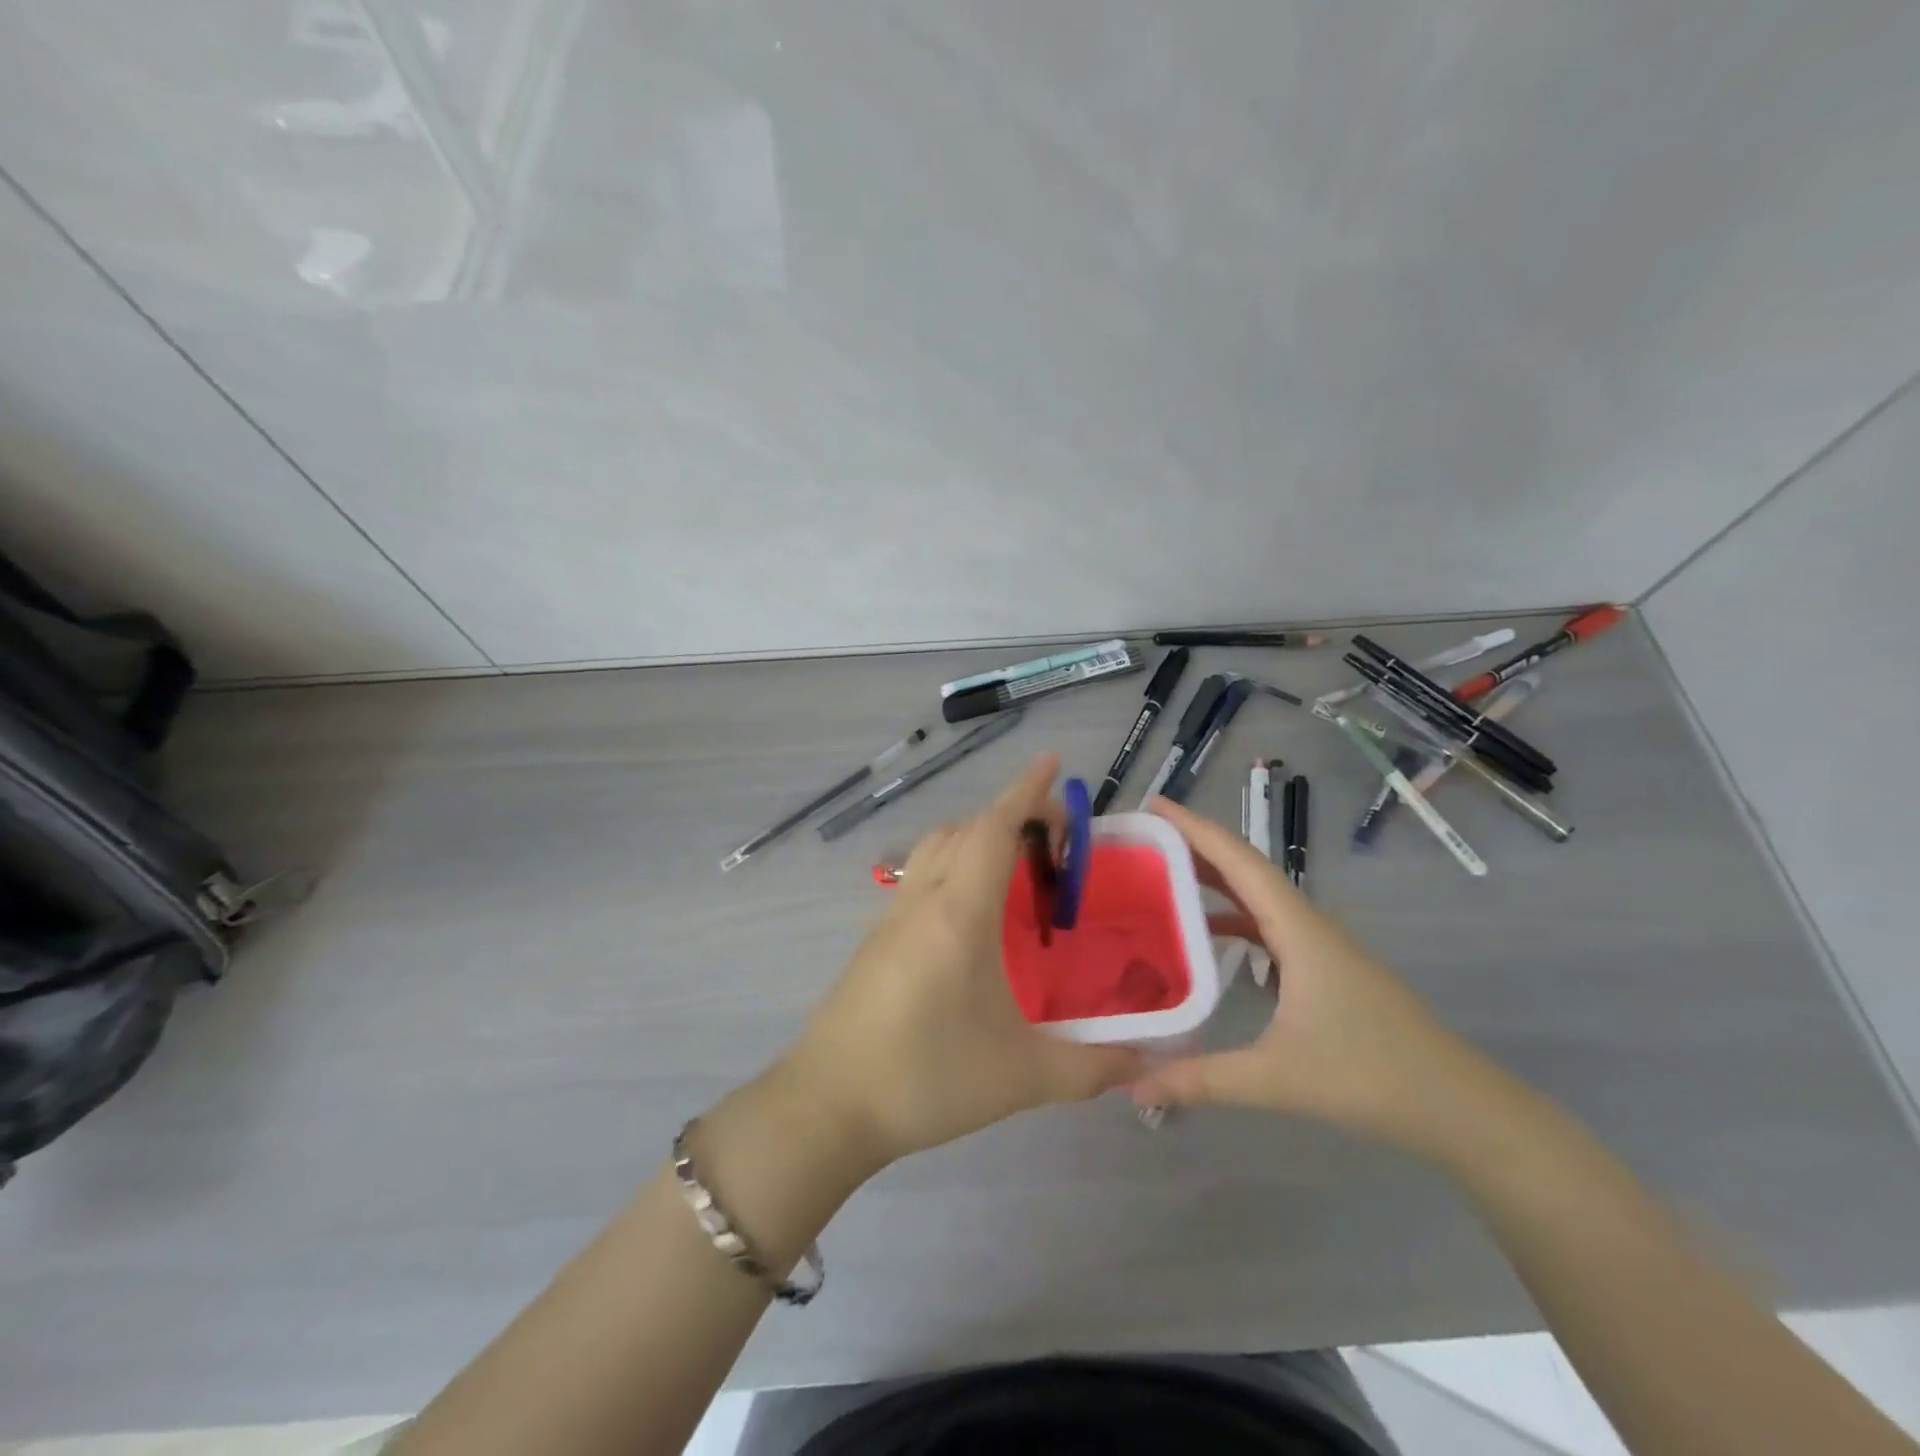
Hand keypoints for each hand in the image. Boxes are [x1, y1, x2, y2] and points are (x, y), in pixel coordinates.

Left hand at [782, 754, 1142, 1165]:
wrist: (829, 1106)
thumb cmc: (927, 1078)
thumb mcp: (1021, 1077)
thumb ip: (1091, 1067)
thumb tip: (1147, 1062)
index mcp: (959, 913)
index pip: (994, 829)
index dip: (1026, 791)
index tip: (1052, 762)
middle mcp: (922, 899)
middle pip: (966, 830)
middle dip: (1010, 816)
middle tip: (1055, 839)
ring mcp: (892, 917)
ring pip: (936, 848)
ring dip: (976, 838)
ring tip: (1017, 870)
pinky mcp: (876, 939)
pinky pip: (920, 877)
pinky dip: (953, 867)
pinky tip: (972, 916)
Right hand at [1130, 797, 1506, 1159]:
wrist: (1459, 1106)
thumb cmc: (1372, 1077)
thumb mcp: (1277, 1079)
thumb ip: (1202, 1080)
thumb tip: (1135, 1087)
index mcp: (1298, 929)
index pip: (1238, 861)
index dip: (1194, 828)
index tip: (1154, 804)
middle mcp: (1307, 925)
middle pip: (1244, 868)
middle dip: (1194, 846)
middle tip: (1143, 838)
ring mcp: (1319, 945)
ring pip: (1257, 896)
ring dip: (1213, 878)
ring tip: (1163, 875)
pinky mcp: (1324, 967)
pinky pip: (1268, 924)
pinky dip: (1232, 917)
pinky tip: (1207, 935)